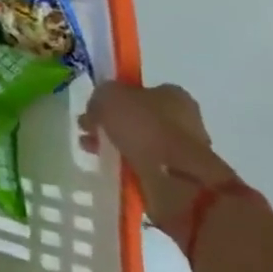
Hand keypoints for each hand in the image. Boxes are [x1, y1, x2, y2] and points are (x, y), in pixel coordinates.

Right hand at [80, 82, 242, 244]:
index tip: (95, 110)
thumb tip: (97, 108)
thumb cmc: (145, 128)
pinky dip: (129, 168)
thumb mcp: (109, 96)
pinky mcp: (181, 179)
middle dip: (112, 125)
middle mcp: (184, 120)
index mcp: (173, 95)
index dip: (115, 98)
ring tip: (92, 152)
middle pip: (139, 119)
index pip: (140, 91)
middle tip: (88, 132)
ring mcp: (184, 152)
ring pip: (141, 145)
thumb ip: (100, 96)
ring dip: (116, 148)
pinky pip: (146, 168)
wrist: (176, 180)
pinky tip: (112, 170)